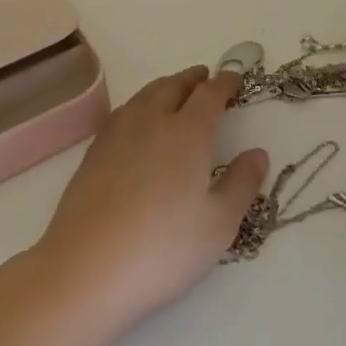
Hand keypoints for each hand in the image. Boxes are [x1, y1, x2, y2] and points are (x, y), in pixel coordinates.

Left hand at [27, 66, 268, 342]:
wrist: (87, 268)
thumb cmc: (163, 249)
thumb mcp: (219, 225)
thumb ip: (242, 184)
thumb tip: (258, 153)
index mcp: (188, 133)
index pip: (210, 94)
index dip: (225, 83)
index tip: (235, 78)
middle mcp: (152, 121)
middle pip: (174, 85)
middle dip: (193, 78)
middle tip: (205, 77)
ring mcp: (118, 133)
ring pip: (146, 94)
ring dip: (166, 85)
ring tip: (175, 90)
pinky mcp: (94, 151)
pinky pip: (124, 111)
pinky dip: (140, 103)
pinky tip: (138, 119)